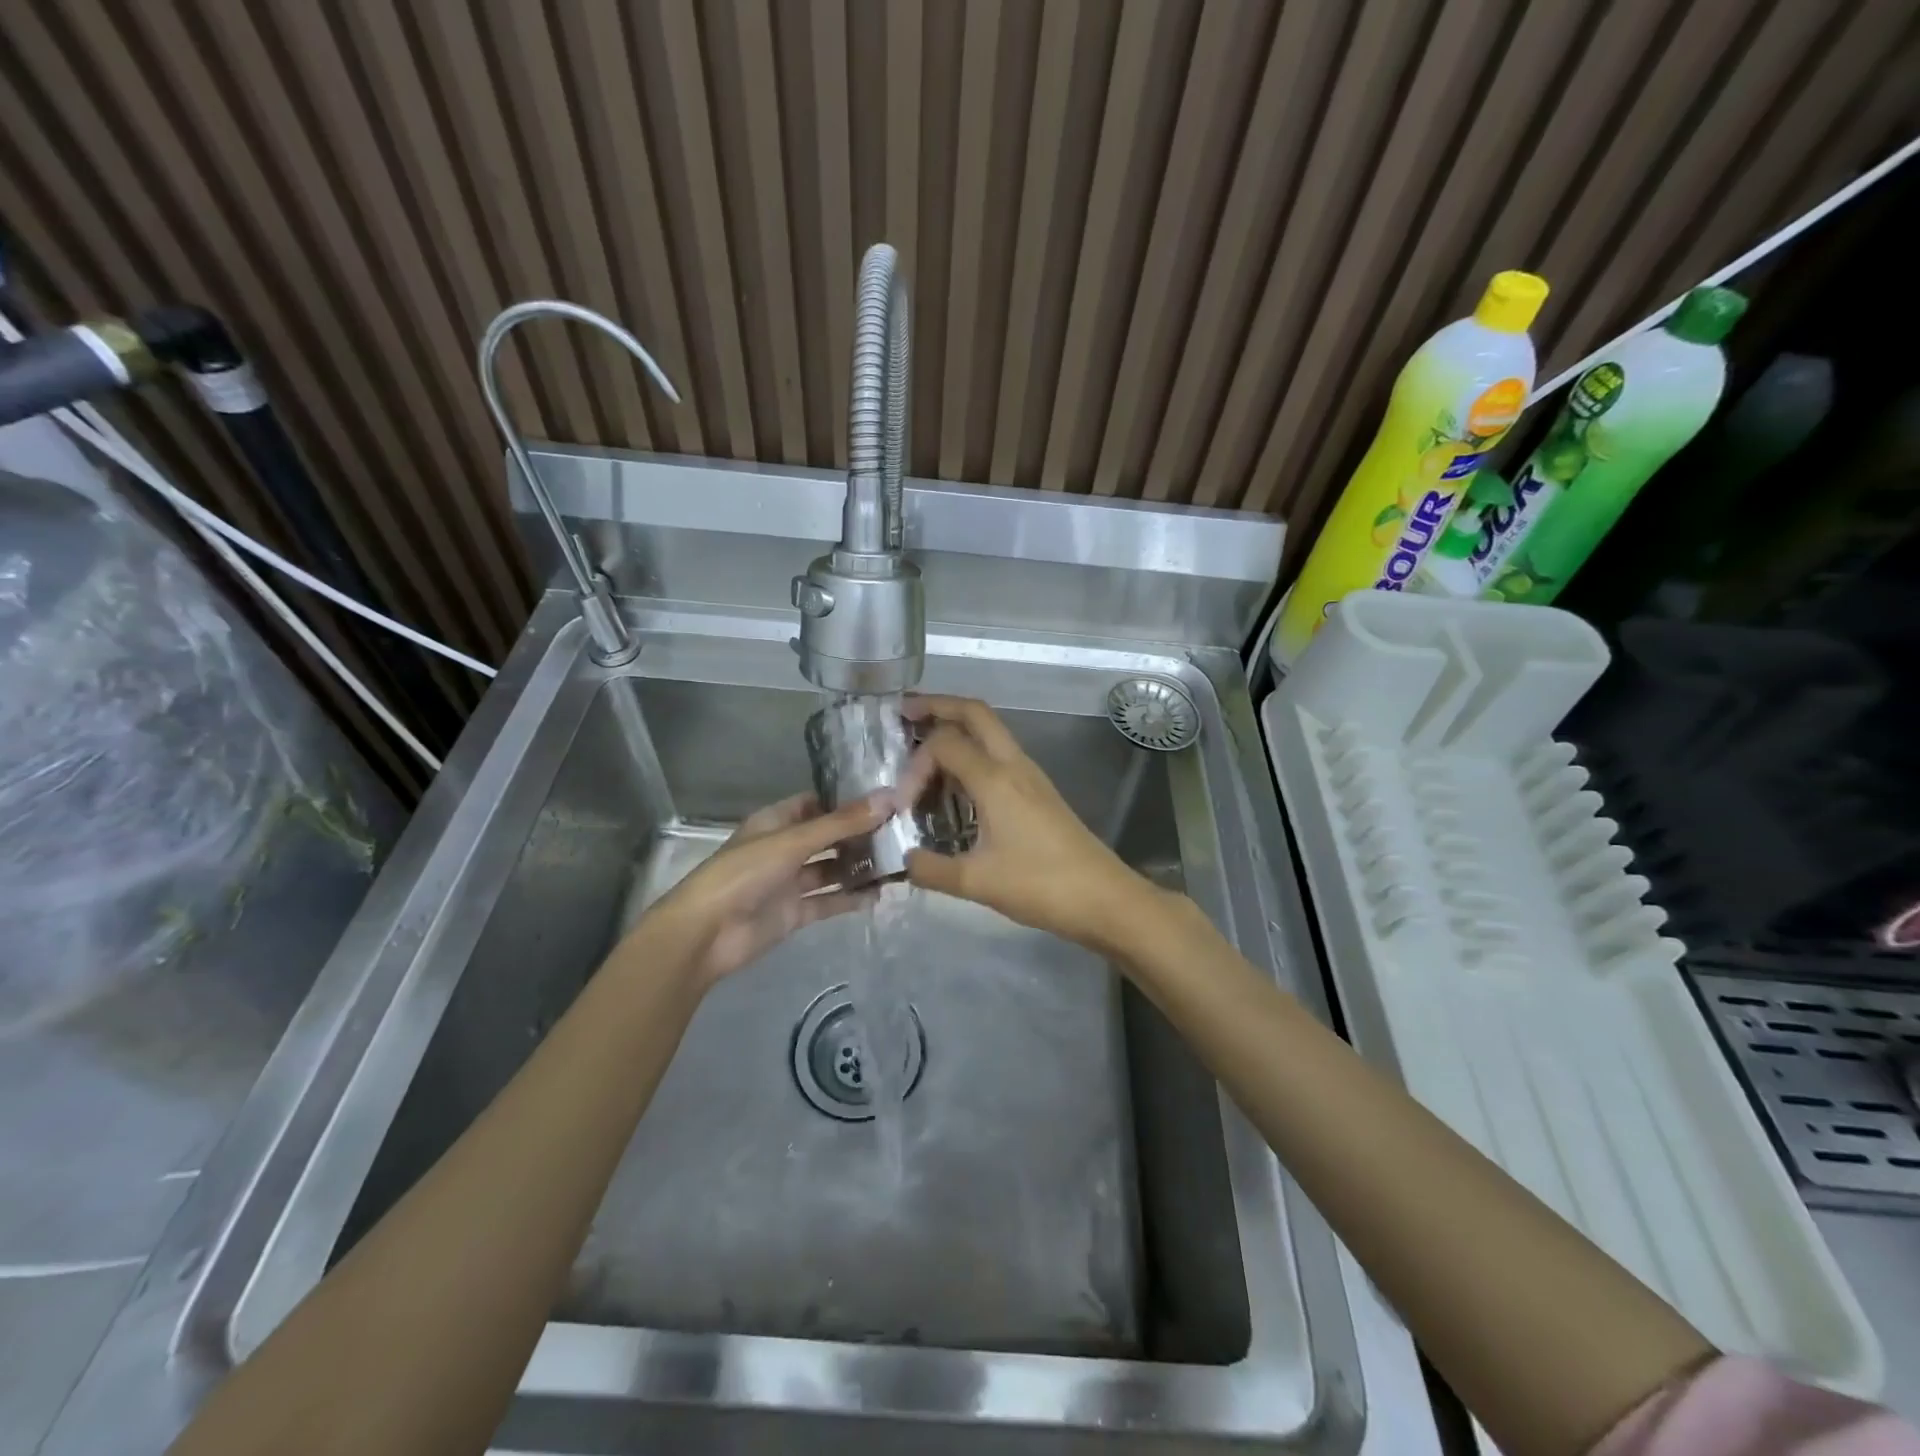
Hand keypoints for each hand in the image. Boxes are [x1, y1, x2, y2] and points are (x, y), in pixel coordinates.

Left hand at [642, 791, 890, 988]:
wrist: (705, 934)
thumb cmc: (743, 874)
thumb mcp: (793, 841)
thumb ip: (841, 823)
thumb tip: (888, 796)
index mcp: (775, 822)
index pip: (815, 803)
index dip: (846, 801)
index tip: (885, 798)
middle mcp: (783, 848)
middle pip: (827, 837)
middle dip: (859, 835)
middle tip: (901, 831)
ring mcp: (788, 882)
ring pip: (830, 870)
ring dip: (858, 867)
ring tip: (898, 862)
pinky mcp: (793, 913)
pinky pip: (827, 901)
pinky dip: (850, 899)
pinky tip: (879, 895)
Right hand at [898, 695, 1158, 949]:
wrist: (1103, 897)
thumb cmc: (1040, 885)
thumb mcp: (976, 883)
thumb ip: (931, 869)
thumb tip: (904, 860)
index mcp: (995, 778)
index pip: (943, 744)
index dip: (914, 765)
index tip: (902, 805)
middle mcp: (1013, 764)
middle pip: (974, 712)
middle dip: (937, 705)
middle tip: (904, 713)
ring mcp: (1030, 775)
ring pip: (990, 731)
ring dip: (957, 728)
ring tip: (922, 749)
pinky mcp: (1038, 791)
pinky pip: (999, 755)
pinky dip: (972, 754)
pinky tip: (956, 786)